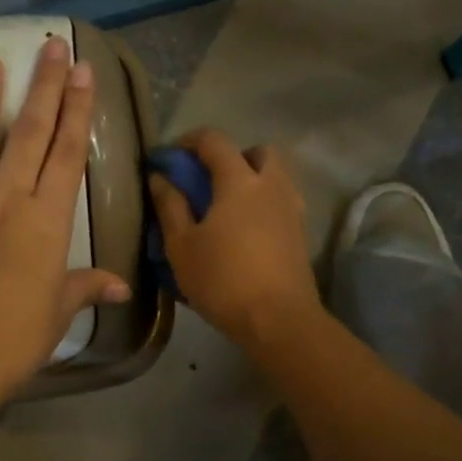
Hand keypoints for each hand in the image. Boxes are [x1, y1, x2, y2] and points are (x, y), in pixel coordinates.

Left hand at [0, 37, 131, 405]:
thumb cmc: (12, 340)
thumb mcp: (57, 312)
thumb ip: (86, 287)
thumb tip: (121, 286)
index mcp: (47, 221)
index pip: (68, 153)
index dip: (78, 110)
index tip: (82, 72)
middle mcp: (8, 200)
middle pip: (31, 133)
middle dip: (44, 87)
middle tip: (50, 46)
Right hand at [148, 128, 321, 348]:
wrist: (279, 320)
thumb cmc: (223, 280)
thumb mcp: (181, 246)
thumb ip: (170, 206)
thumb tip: (160, 177)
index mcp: (240, 181)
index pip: (214, 140)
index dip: (188, 141)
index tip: (169, 159)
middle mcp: (272, 185)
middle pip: (257, 151)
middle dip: (231, 157)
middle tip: (208, 181)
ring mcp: (292, 208)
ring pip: (275, 176)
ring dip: (252, 180)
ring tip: (226, 208)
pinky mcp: (301, 233)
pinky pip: (281, 201)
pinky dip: (263, 203)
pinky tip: (244, 230)